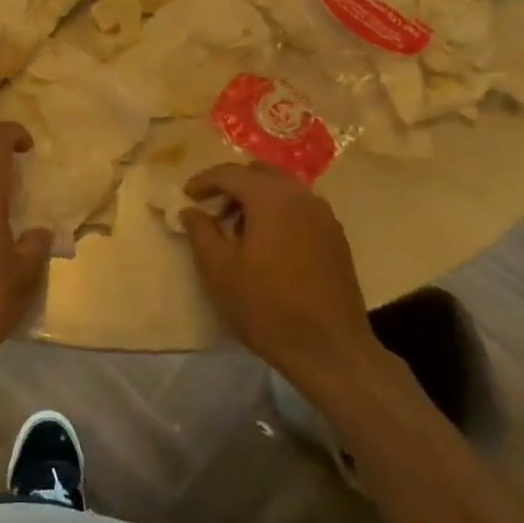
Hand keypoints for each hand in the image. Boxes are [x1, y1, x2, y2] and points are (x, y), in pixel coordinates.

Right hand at [182, 162, 384, 397]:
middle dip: (233, 185)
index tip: (187, 197)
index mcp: (270, 198)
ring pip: (283, 188)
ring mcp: (323, 215)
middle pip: (260, 173)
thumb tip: (190, 210)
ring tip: (239, 230)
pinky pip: (300, 207)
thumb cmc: (267, 308)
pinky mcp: (336, 236)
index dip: (204, 181)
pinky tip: (269, 244)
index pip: (230, 173)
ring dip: (257, 198)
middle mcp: (300, 196)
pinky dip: (278, 211)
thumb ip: (201, 232)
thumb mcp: (220, 271)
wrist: (331, 350)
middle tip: (214, 212)